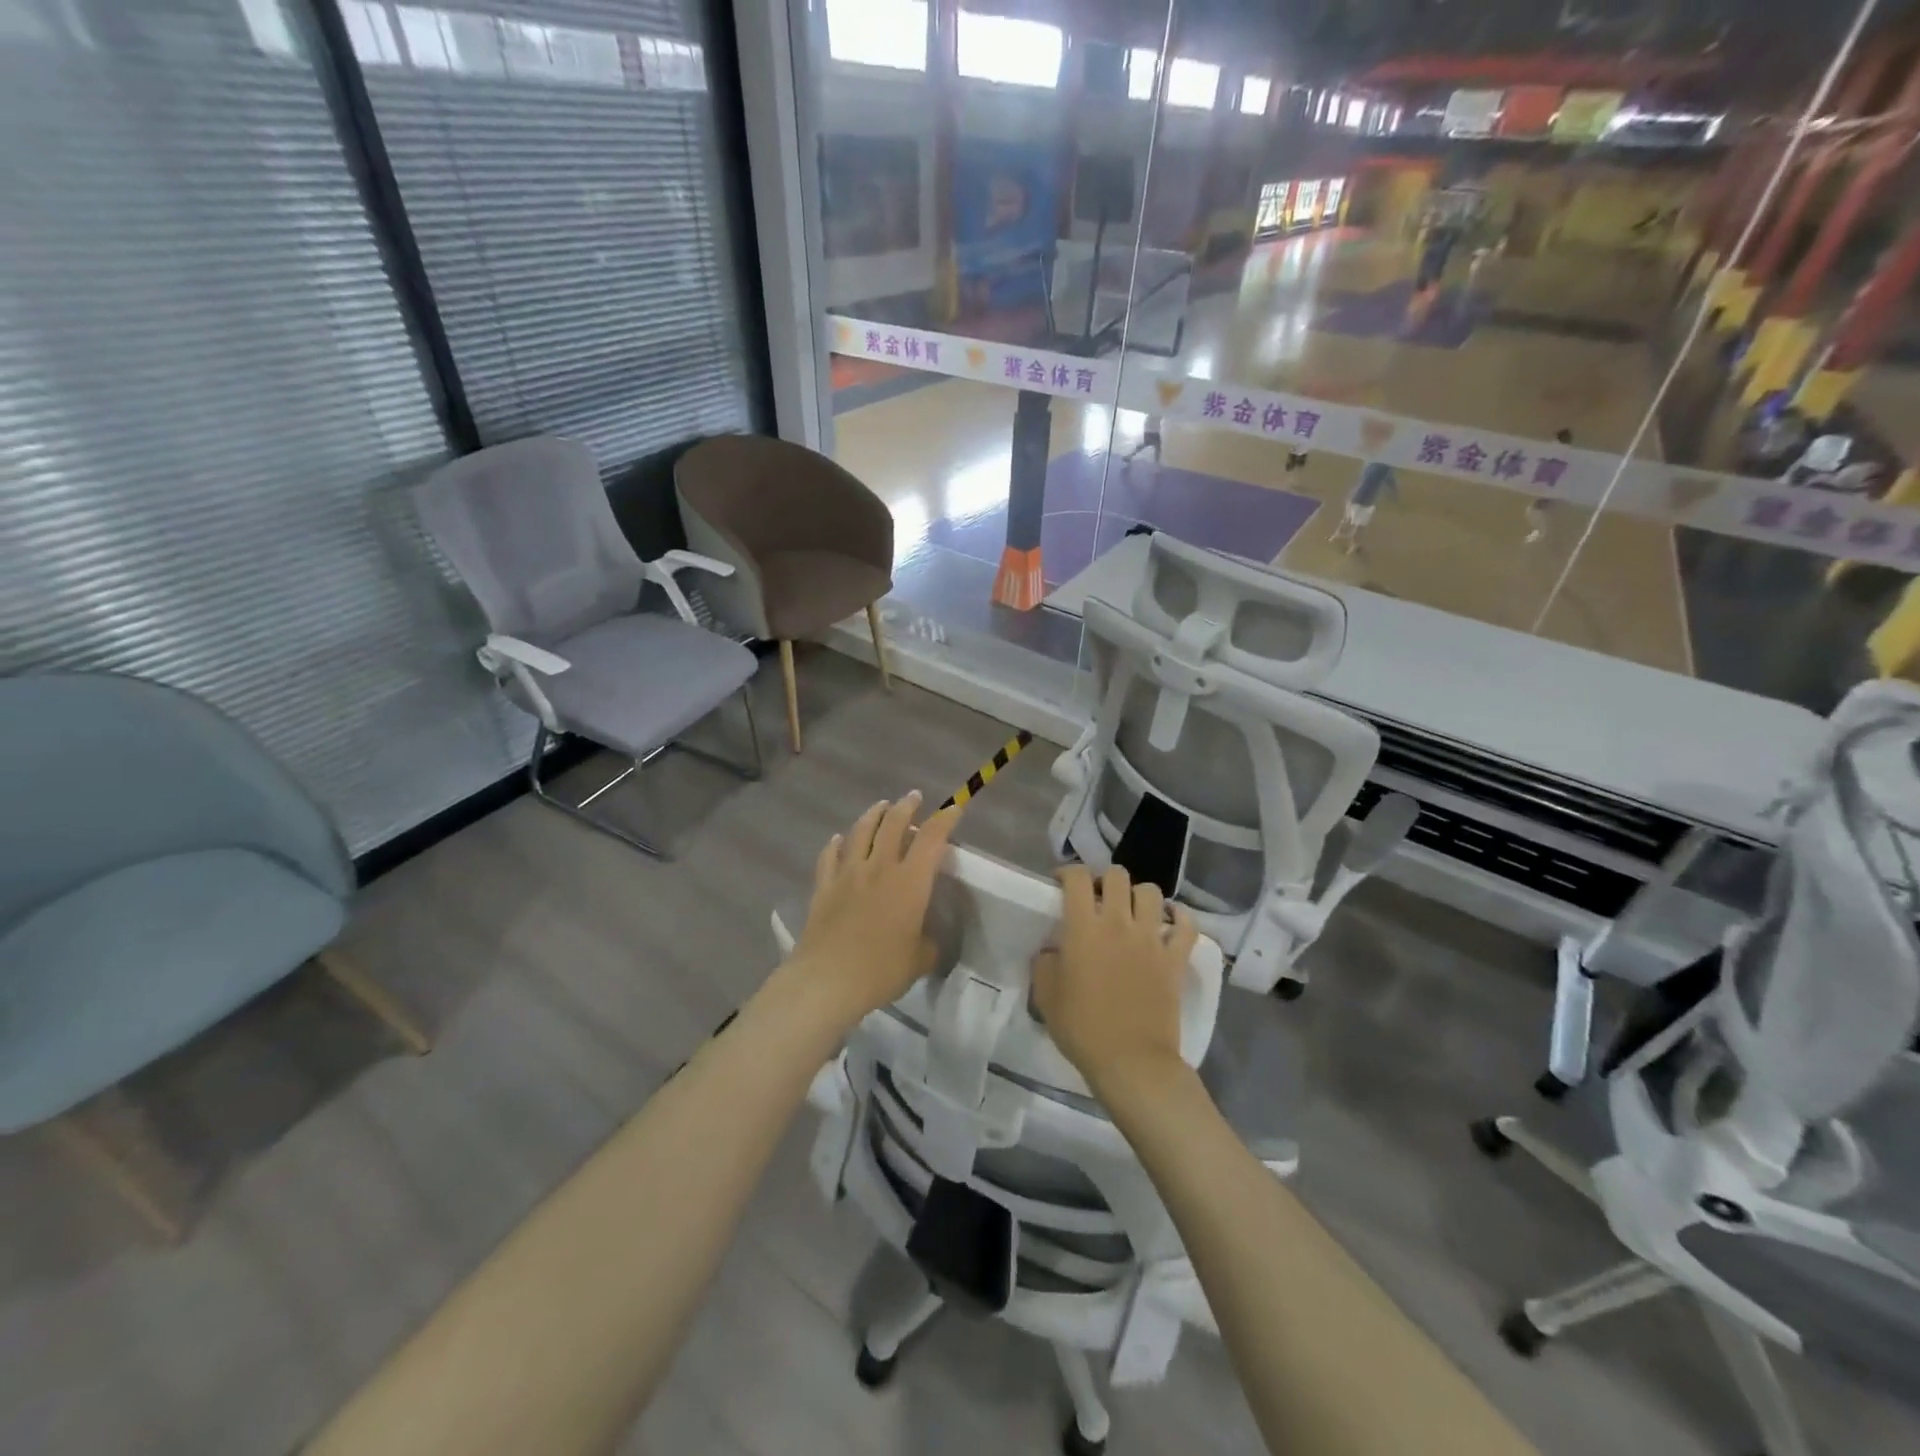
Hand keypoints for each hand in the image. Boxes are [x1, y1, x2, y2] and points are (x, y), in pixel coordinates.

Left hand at [785, 792, 960, 1029]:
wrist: (827, 979)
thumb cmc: (881, 969)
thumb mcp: (919, 960)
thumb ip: (928, 945)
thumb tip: (927, 941)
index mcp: (910, 881)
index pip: (932, 839)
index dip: (945, 820)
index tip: (953, 808)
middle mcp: (879, 867)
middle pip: (893, 824)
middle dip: (906, 806)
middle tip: (912, 797)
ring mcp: (848, 874)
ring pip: (861, 832)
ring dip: (873, 815)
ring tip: (880, 806)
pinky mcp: (823, 887)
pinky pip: (829, 856)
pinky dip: (836, 844)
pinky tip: (838, 840)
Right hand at [1032, 865, 1197, 1099]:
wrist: (1131, 1061)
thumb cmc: (1082, 1029)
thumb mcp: (1046, 996)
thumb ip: (1045, 964)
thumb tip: (1052, 951)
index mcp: (1084, 928)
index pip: (1077, 878)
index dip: (1068, 873)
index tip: (1061, 884)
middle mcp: (1119, 923)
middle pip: (1117, 876)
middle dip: (1104, 879)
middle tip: (1097, 898)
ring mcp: (1152, 939)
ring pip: (1151, 893)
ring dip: (1138, 895)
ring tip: (1131, 910)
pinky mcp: (1176, 959)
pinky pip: (1187, 926)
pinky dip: (1180, 917)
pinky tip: (1170, 922)